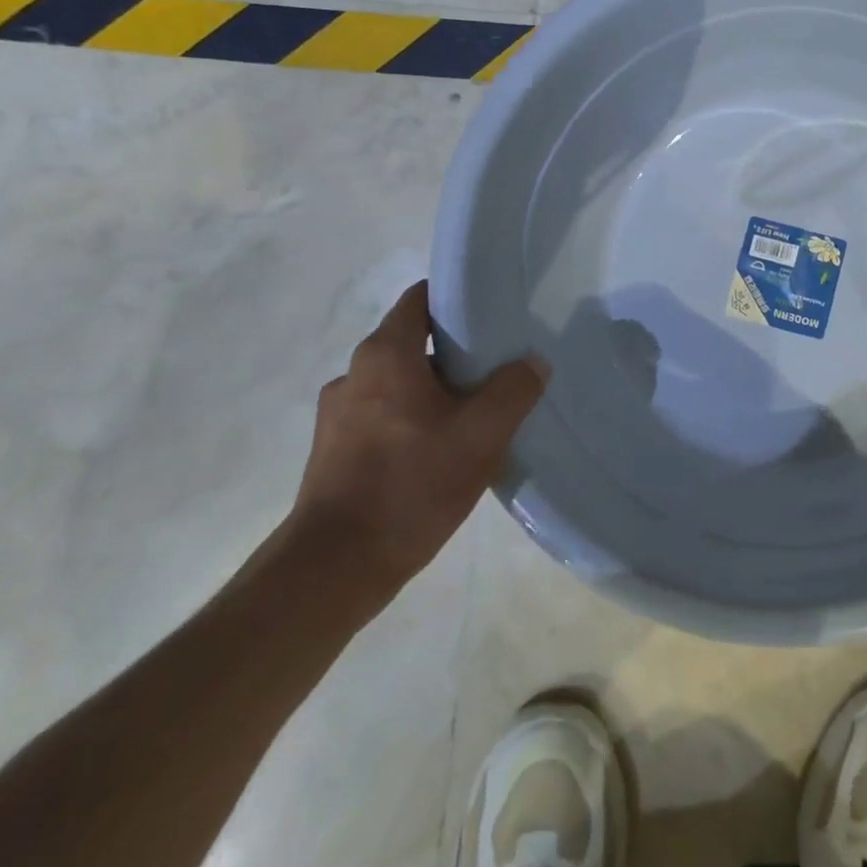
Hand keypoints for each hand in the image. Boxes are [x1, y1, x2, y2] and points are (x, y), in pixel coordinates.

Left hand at [290, 282, 546, 603]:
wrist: (334, 569)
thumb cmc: (411, 484)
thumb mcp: (482, 434)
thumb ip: (515, 389)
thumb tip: (532, 362)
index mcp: (385, 355)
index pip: (421, 298)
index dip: (458, 298)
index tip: (494, 310)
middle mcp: (355, 374)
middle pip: (413, 341)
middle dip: (456, 350)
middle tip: (499, 366)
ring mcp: (338, 415)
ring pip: (400, 383)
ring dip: (435, 390)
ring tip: (475, 413)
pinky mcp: (334, 452)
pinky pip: (385, 416)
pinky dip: (414, 420)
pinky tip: (442, 451)